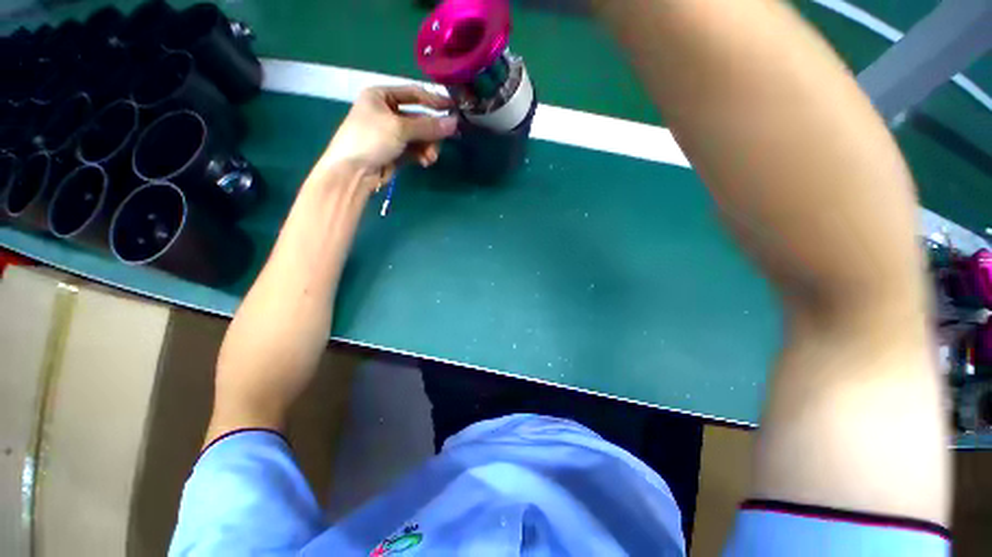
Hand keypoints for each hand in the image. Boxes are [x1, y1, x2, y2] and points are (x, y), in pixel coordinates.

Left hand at [322, 86, 457, 177]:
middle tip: (442, 142)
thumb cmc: (371, 140)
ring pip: (420, 136)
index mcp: (382, 96)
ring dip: (428, 147)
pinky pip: (416, 149)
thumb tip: (455, 122)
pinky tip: (425, 162)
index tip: (453, 109)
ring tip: (430, 158)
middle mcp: (387, 112)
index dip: (434, 101)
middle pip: (420, 118)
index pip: (414, 94)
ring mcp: (392, 133)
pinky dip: (422, 155)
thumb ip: (428, 126)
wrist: (353, 172)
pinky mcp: (397, 151)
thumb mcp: (399, 128)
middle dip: (431, 133)